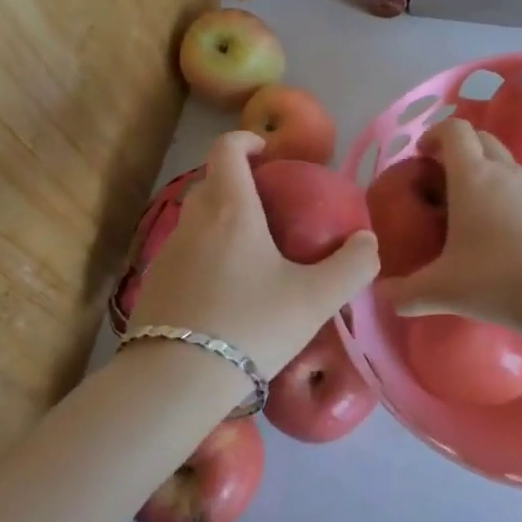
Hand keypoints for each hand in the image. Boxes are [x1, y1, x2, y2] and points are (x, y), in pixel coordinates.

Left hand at [124, 131, 378, 376]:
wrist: (175, 380)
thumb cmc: (252, 326)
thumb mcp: (316, 298)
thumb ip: (352, 266)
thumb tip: (368, 241)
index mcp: (231, 209)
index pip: (226, 149)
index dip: (246, 140)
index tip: (268, 154)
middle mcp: (193, 221)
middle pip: (211, 182)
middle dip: (238, 182)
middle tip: (271, 206)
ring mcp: (167, 252)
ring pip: (196, 219)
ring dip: (221, 219)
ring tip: (252, 251)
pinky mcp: (153, 283)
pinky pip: (184, 251)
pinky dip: (206, 252)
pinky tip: (226, 289)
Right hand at [381, 118, 521, 328]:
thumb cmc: (497, 279)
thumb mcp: (442, 290)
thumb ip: (406, 293)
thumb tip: (383, 295)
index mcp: (472, 177)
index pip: (454, 130)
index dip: (436, 134)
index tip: (423, 154)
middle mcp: (505, 171)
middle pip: (482, 138)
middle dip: (461, 148)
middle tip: (444, 177)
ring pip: (508, 163)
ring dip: (488, 172)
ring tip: (474, 209)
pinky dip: (512, 198)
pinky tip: (507, 234)